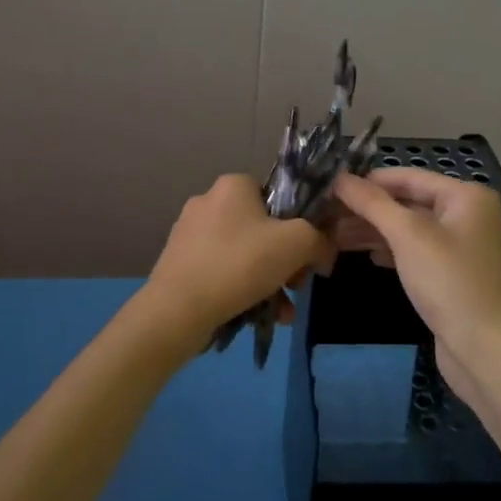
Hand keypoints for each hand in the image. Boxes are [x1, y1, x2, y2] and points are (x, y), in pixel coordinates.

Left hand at [134, 175, 333, 351]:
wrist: (177, 309)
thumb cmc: (240, 264)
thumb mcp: (297, 244)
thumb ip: (319, 240)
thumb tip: (323, 251)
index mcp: (233, 185)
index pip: (278, 196)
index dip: (299, 224)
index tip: (307, 255)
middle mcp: (208, 201)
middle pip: (263, 228)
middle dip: (285, 261)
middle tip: (296, 286)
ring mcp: (190, 233)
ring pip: (244, 254)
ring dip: (269, 281)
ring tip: (282, 312)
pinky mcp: (179, 263)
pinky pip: (222, 271)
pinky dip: (242, 290)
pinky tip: (256, 316)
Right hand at [330, 169, 500, 404]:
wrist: (484, 349)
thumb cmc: (448, 281)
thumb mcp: (407, 235)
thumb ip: (371, 203)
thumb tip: (338, 177)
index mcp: (465, 196)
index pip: (407, 177)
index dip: (368, 180)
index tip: (330, 187)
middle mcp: (468, 214)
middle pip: (408, 202)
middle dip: (368, 209)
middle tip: (326, 215)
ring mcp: (462, 246)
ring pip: (409, 229)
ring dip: (374, 231)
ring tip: (334, 236)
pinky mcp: (453, 274)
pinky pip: (416, 251)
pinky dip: (391, 251)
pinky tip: (367, 257)